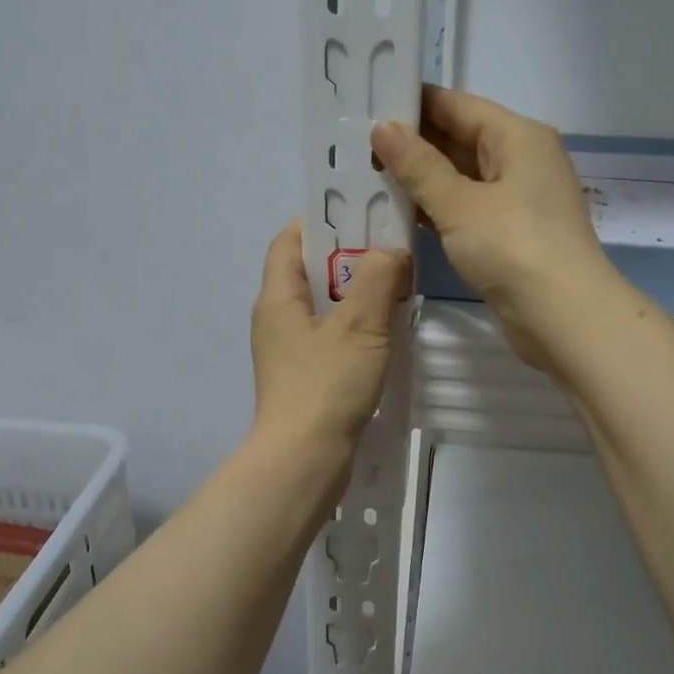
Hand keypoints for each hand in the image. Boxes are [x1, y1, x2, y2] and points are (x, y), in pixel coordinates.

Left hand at [249, 220, 409, 455]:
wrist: (304, 460)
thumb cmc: (326, 386)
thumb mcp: (359, 325)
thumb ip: (378, 279)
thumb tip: (390, 251)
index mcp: (278, 297)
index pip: (290, 239)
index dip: (321, 220)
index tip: (362, 214)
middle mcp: (276, 318)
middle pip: (309, 270)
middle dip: (349, 256)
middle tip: (392, 248)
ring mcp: (288, 350)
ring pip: (323, 305)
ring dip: (356, 292)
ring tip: (397, 285)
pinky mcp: (304, 376)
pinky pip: (329, 335)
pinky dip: (355, 324)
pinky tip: (386, 330)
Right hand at [373, 86, 615, 371]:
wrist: (564, 317)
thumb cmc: (513, 248)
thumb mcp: (460, 204)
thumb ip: (418, 167)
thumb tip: (382, 128)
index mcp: (517, 136)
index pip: (456, 105)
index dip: (412, 104)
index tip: (365, 106)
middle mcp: (521, 160)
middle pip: (460, 139)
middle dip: (412, 144)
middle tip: (356, 147)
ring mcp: (518, 200)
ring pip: (462, 177)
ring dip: (421, 180)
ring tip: (367, 177)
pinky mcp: (511, 235)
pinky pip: (467, 209)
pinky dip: (438, 210)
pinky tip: (400, 215)